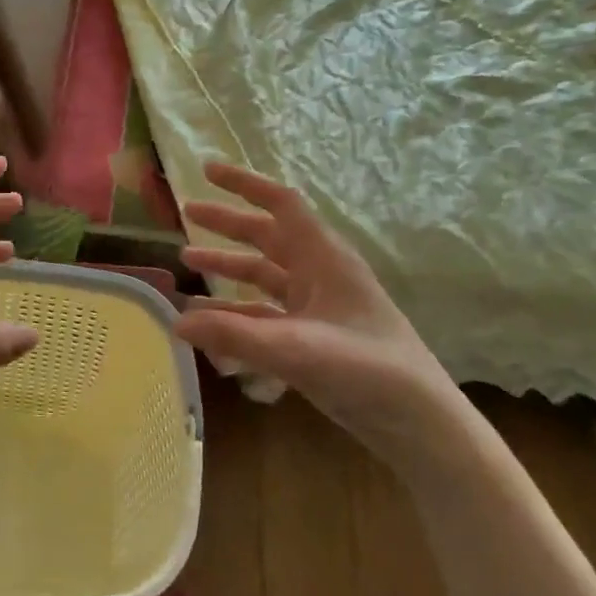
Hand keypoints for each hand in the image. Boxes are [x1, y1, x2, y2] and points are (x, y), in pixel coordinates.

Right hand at [176, 162, 454, 431]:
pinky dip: (237, 313)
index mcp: (324, 258)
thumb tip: (174, 321)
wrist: (420, 425)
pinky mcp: (315, 339)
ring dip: (228, 267)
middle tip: (186, 214)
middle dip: (227, 224)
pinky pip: (267, 314)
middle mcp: (320, 275)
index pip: (281, 204)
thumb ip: (234, 335)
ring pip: (265, 275)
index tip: (206, 171)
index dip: (244, 184)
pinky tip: (209, 324)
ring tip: (187, 262)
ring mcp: (318, 308)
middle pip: (268, 236)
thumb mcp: (297, 349)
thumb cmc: (367, 371)